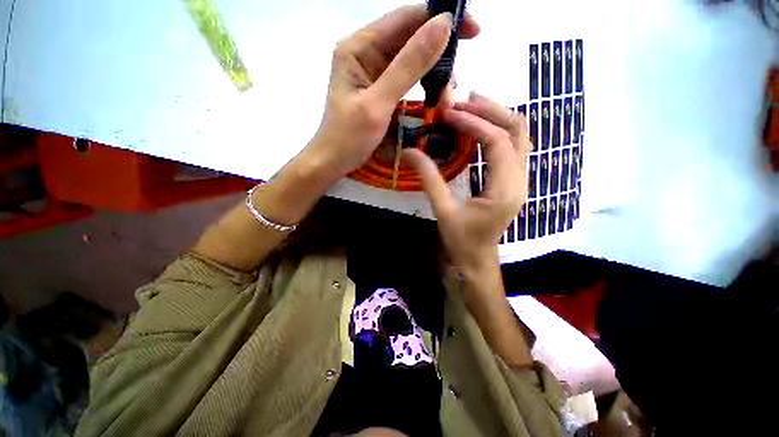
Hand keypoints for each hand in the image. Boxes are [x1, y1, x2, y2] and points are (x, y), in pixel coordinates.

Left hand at [304, 5, 479, 182]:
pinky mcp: (379, 88)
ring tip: (447, 96)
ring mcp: (372, 71)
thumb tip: (443, 26)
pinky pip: (406, 77)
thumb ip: (408, 66)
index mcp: (359, 47)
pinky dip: (423, 85)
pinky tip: (435, 96)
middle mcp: (365, 52)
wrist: (333, 161)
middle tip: (456, 82)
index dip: (439, 19)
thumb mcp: (378, 104)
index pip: (405, 18)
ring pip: (412, 58)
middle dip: (439, 54)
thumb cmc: (348, 137)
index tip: (473, 32)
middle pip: (410, 37)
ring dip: (434, 73)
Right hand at [404, 92, 530, 282]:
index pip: (497, 142)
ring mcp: (520, 179)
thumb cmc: (461, 241)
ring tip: (471, 106)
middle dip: (491, 111)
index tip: (449, 114)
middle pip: (517, 131)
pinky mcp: (512, 181)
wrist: (477, 260)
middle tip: (463, 100)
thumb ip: (429, 179)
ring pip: (519, 136)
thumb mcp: (443, 211)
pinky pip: (513, 146)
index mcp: (504, 190)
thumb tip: (410, 152)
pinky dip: (498, 130)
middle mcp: (520, 180)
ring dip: (497, 117)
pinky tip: (479, 128)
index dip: (474, 123)